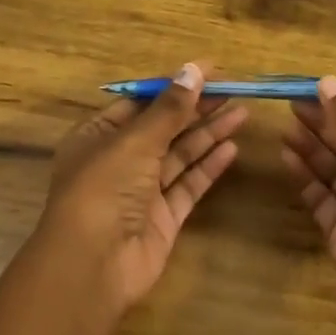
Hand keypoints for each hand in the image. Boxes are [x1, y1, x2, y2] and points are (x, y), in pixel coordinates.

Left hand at [33, 63, 247, 315]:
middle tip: (234, 89)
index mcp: (98, 136)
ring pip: (179, 156)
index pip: (140, 103)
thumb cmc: (104, 189)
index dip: (173, 86)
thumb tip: (194, 69)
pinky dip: (208, 167)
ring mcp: (141, 192)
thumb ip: (169, 109)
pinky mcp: (162, 219)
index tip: (209, 71)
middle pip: (163, 128)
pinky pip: (188, 185)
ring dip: (208, 134)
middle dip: (196, 108)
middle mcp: (118, 161)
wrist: (93, 265)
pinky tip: (231, 149)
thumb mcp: (135, 140)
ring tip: (242, 113)